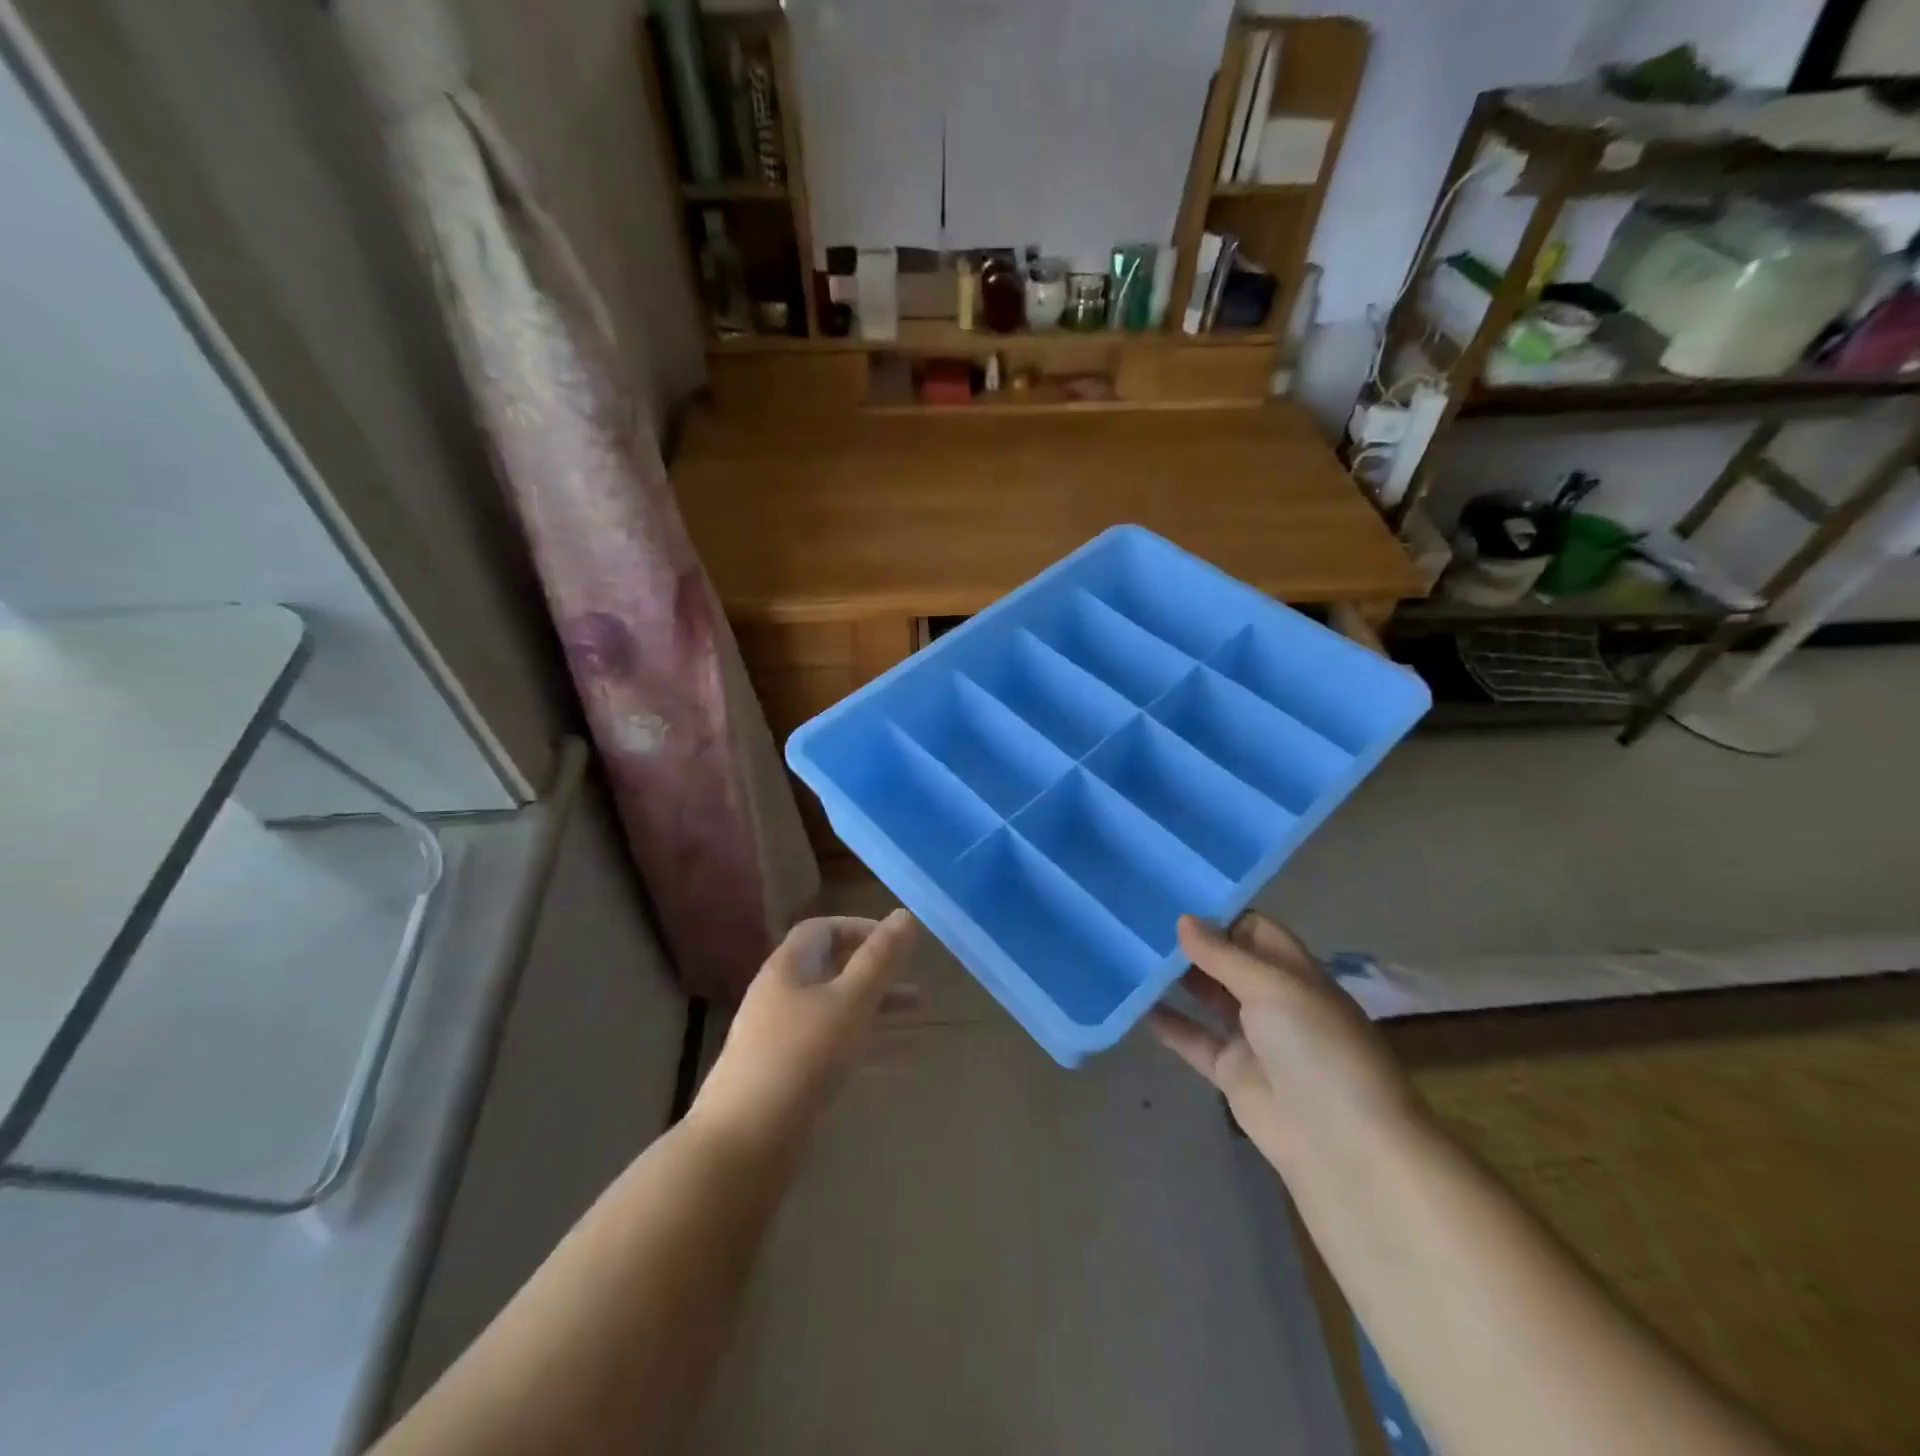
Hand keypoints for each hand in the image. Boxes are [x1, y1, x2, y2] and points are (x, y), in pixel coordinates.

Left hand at [691, 911, 917, 1155]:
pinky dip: (867, 1046)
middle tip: (915, 978)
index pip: (822, 930)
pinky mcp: (788, 1077)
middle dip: (876, 972)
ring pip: (837, 1011)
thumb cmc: (801, 1057)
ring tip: (921, 1014)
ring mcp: (782, 1039)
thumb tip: (905, 915)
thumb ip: (880, 959)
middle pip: (832, 970)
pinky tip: (901, 1060)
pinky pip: (834, 1048)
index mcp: (788, 968)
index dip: (859, 928)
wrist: (743, 1143)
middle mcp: (782, 997)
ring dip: (877, 1009)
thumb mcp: (850, 1001)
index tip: (895, 942)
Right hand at [1148, 913, 1418, 1179]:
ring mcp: (1253, 1038)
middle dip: (1190, 944)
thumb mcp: (1273, 987)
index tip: (1173, 895)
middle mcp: (1275, 1000)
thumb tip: (1183, 920)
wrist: (1342, 1144)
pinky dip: (1168, 1023)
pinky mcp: (1232, 1073)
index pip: (1254, 930)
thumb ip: (1224, 955)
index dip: (1219, 914)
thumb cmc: (1316, 1048)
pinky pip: (1194, 1039)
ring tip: (1130, 953)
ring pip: (1207, 998)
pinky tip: (1133, 1004)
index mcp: (1296, 972)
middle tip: (1140, 920)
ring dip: (1175, 980)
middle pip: (1227, 962)